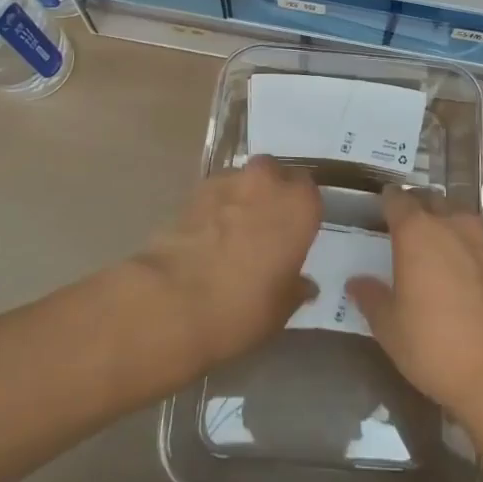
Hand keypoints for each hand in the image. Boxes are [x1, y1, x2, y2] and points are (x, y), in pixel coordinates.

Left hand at [136, 156, 321, 371]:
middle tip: (265, 226)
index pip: (309, 192)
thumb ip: (296, 287)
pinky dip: (214, 208)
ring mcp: (227, 182)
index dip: (301, 211)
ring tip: (231, 233)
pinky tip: (207, 236)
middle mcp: (266, 182)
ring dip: (241, 197)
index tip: (294, 232)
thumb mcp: (282, 308)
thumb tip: (303, 284)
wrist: (172, 302)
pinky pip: (213, 194)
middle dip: (271, 192)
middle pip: (274, 173)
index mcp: (299, 205)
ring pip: (242, 180)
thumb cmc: (242, 306)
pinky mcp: (192, 192)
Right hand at [348, 189, 482, 422]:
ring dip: (443, 224)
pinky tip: (459, 271)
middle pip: (430, 201)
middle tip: (403, 229)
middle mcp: (451, 224)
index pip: (397, 199)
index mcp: (417, 231)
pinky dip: (464, 246)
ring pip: (457, 217)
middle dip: (416, 208)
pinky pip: (476, 240)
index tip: (379, 211)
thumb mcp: (390, 328)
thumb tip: (357, 282)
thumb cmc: (435, 345)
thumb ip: (372, 298)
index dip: (386, 202)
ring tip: (432, 248)